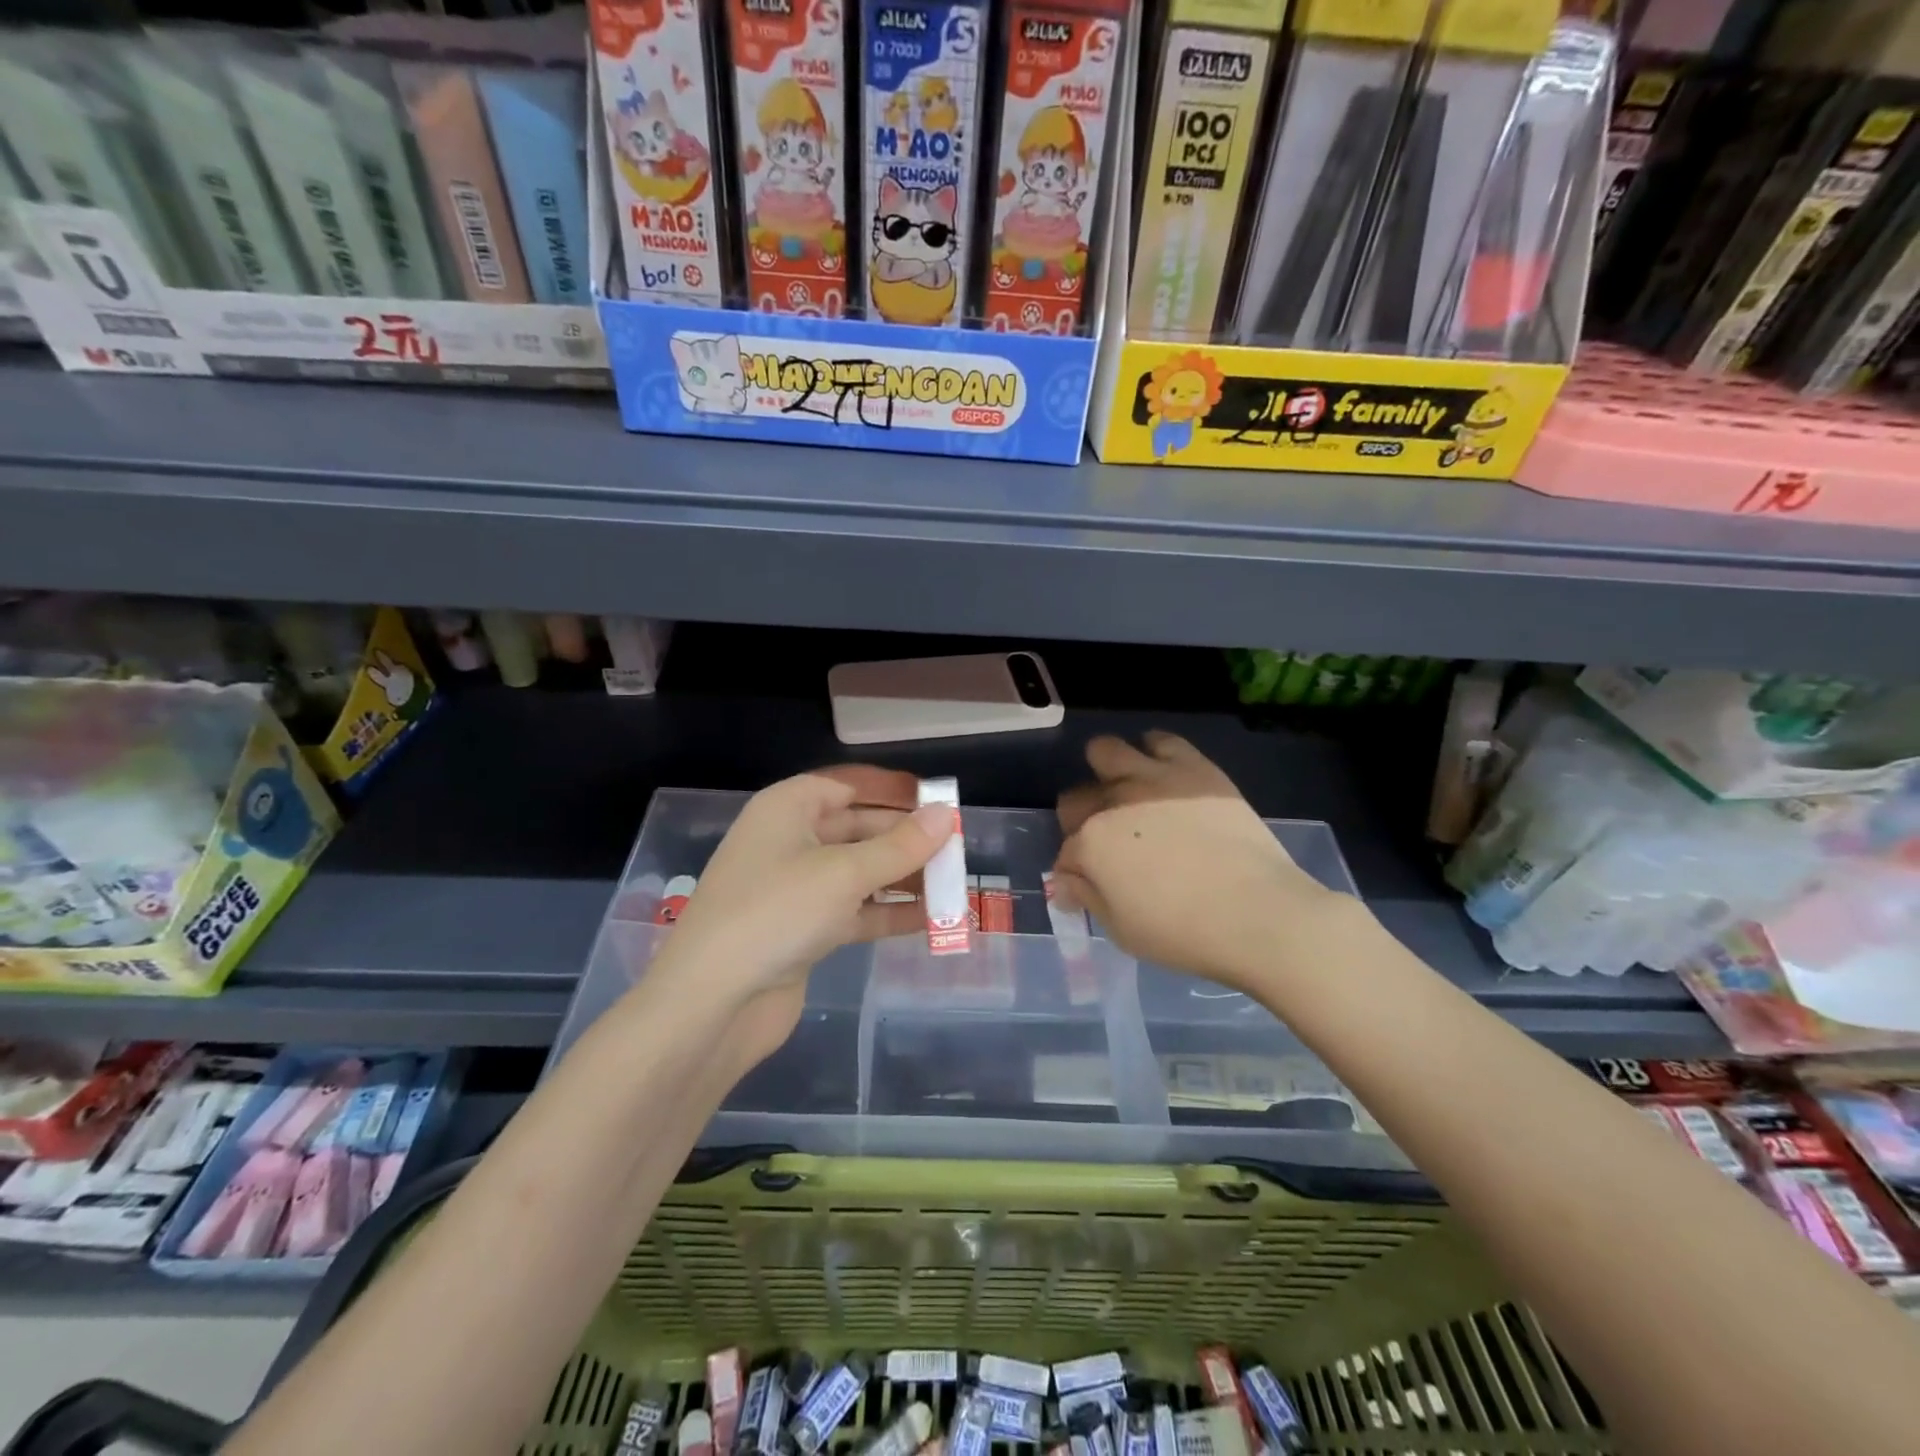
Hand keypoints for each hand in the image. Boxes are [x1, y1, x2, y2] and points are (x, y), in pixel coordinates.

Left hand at [644, 766, 952, 1067]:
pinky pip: (854, 912)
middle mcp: (789, 842)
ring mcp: (794, 890)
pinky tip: (931, 920)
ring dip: (902, 880)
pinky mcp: (802, 932)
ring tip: (953, 886)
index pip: (845, 788)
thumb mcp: (845, 872)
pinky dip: (887, 914)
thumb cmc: (777, 912)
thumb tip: (945, 815)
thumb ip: (900, 846)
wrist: (714, 1001)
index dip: (890, 794)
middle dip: (904, 841)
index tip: (934, 805)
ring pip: (858, 874)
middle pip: (857, 831)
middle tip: (956, 851)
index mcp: (787, 810)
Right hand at [1051, 733, 1344, 989]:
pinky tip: (1163, 773)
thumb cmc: (1184, 932)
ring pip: (1105, 750)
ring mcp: (1153, 779)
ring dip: (1106, 772)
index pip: (1066, 852)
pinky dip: (1153, 752)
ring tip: (1127, 792)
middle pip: (1076, 799)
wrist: (1258, 913)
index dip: (1075, 871)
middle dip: (1082, 820)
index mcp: (1090, 843)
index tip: (1089, 885)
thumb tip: (1066, 882)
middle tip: (1109, 842)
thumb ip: (1088, 898)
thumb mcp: (1121, 930)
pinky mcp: (1194, 768)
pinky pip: (1161, 740)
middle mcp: (1112, 802)